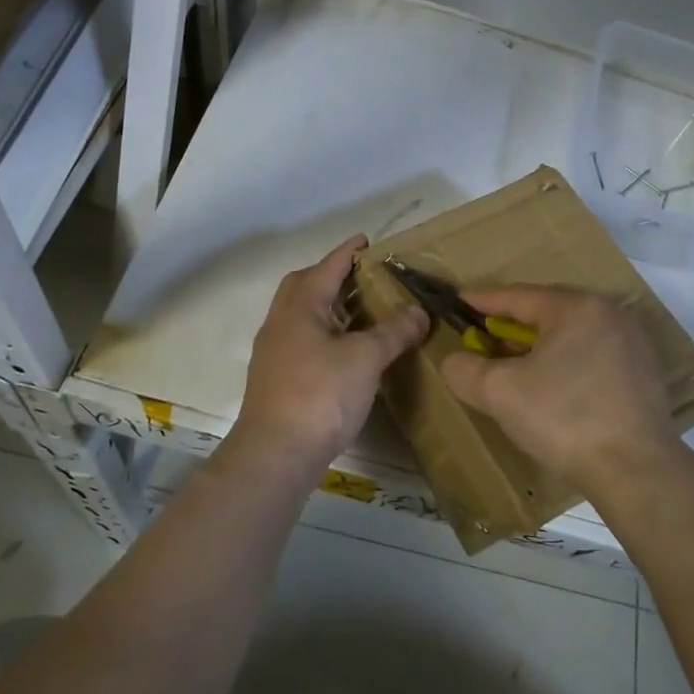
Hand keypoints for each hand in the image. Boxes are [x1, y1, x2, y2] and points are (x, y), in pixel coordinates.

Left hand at [234, 235, 427, 472]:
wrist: (276, 454)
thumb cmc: (320, 395)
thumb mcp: (366, 358)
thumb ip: (393, 331)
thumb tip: (418, 312)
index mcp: (300, 307)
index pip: (327, 267)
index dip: (348, 252)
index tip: (366, 239)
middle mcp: (281, 323)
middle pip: (304, 286)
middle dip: (331, 276)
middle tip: (362, 277)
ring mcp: (274, 353)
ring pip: (301, 316)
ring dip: (328, 307)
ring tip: (360, 312)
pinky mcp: (277, 379)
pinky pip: (303, 342)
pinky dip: (325, 335)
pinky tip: (345, 352)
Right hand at [440, 287, 678, 493]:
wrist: (635, 470)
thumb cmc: (563, 418)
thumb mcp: (499, 392)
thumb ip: (465, 369)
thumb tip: (456, 361)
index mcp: (576, 308)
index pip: (519, 296)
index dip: (484, 300)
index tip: (460, 300)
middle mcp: (609, 314)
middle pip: (549, 312)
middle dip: (513, 324)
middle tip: (485, 334)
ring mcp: (633, 344)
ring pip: (573, 334)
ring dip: (540, 345)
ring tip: (515, 362)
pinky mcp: (645, 375)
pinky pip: (594, 355)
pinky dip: (567, 362)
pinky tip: (553, 386)